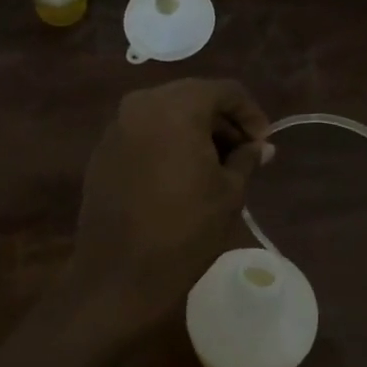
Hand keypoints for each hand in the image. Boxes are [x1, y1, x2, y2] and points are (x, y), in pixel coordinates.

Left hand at [54, 78, 271, 345]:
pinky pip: (144, 132)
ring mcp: (117, 126)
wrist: (117, 275)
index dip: (250, 113)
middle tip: (244, 152)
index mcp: (176, 107)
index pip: (224, 90)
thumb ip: (246, 158)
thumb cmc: (184, 230)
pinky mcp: (103, 150)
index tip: (263, 143)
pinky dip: (168, 141)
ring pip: (166, 113)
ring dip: (195, 130)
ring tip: (217, 164)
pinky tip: (182, 172)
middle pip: (193, 97)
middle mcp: (141, 104)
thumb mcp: (229, 192)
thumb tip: (261, 147)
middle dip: (222, 120)